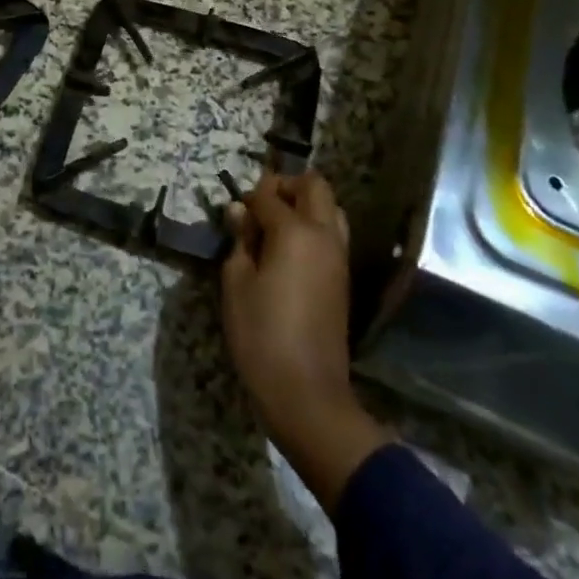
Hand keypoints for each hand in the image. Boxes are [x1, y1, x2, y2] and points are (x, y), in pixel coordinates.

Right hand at [222, 171, 393, 511]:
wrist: (307, 393)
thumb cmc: (262, 334)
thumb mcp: (236, 284)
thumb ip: (240, 240)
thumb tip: (240, 211)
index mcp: (295, 231)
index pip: (270, 194)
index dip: (249, 197)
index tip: (234, 214)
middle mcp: (324, 234)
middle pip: (315, 186)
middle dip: (287, 186)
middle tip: (260, 207)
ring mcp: (339, 256)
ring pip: (330, 208)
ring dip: (306, 205)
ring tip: (275, 229)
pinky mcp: (343, 277)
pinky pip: (333, 234)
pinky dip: (314, 227)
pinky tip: (289, 252)